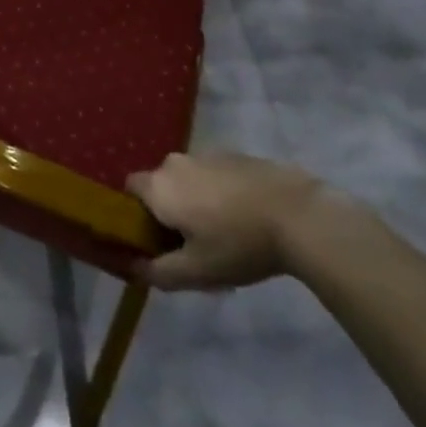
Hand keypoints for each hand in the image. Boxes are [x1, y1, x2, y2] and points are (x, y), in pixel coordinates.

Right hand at [125, 152, 354, 290]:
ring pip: (187, 180)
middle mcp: (175, 162)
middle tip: (189, 245)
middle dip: (168, 211)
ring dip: (194, 201)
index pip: (130, 190)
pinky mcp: (232, 155)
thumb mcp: (196, 272)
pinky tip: (242, 218)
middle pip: (160, 185)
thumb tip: (132, 267)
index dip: (136, 215)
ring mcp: (205, 154)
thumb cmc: (238, 244)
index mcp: (159, 186)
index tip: (154, 240)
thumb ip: (158, 272)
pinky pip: (211, 174)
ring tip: (221, 234)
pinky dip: (217, 193)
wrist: (295, 213)